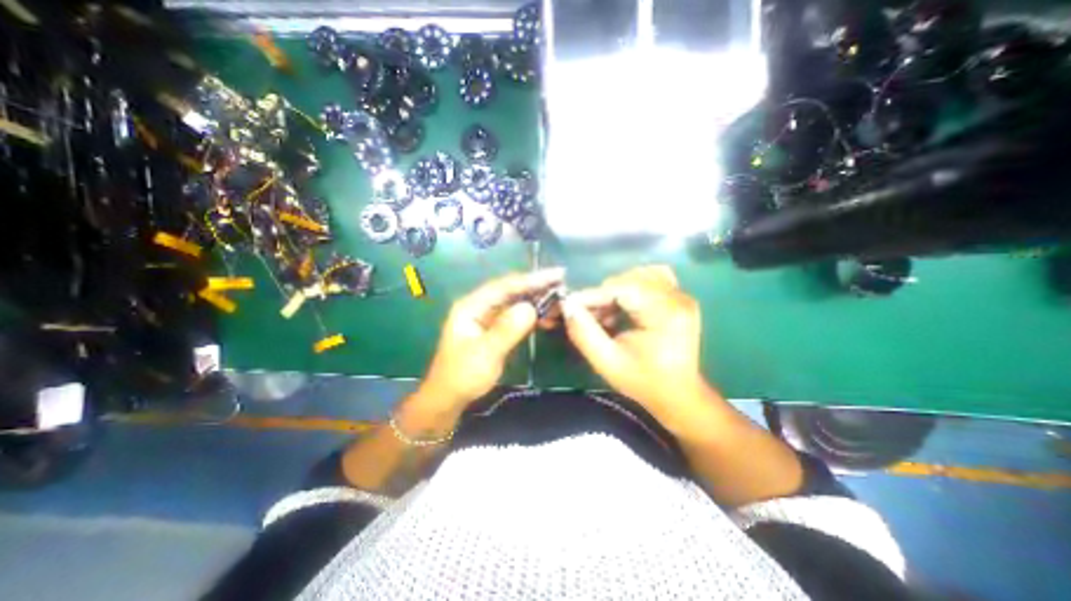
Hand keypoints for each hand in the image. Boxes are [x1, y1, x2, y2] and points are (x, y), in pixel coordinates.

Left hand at [421, 270, 568, 410]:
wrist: (449, 398)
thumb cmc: (462, 376)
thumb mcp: (485, 353)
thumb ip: (507, 330)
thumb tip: (531, 307)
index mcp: (472, 306)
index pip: (505, 286)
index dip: (531, 279)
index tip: (556, 274)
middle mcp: (479, 306)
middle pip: (511, 290)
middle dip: (536, 286)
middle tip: (562, 281)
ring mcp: (487, 317)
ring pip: (515, 302)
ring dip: (536, 300)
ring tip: (559, 298)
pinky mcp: (494, 328)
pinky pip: (516, 316)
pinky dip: (531, 315)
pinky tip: (547, 317)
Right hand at [563, 265, 708, 413]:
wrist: (678, 396)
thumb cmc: (644, 383)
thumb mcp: (608, 362)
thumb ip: (584, 333)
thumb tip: (567, 306)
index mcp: (664, 313)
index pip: (620, 289)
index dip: (591, 295)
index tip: (567, 306)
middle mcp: (677, 298)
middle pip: (628, 279)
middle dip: (602, 296)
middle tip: (587, 317)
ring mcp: (680, 296)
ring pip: (637, 276)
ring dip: (615, 291)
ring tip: (606, 314)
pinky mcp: (679, 298)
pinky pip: (651, 278)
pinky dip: (632, 287)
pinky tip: (624, 304)